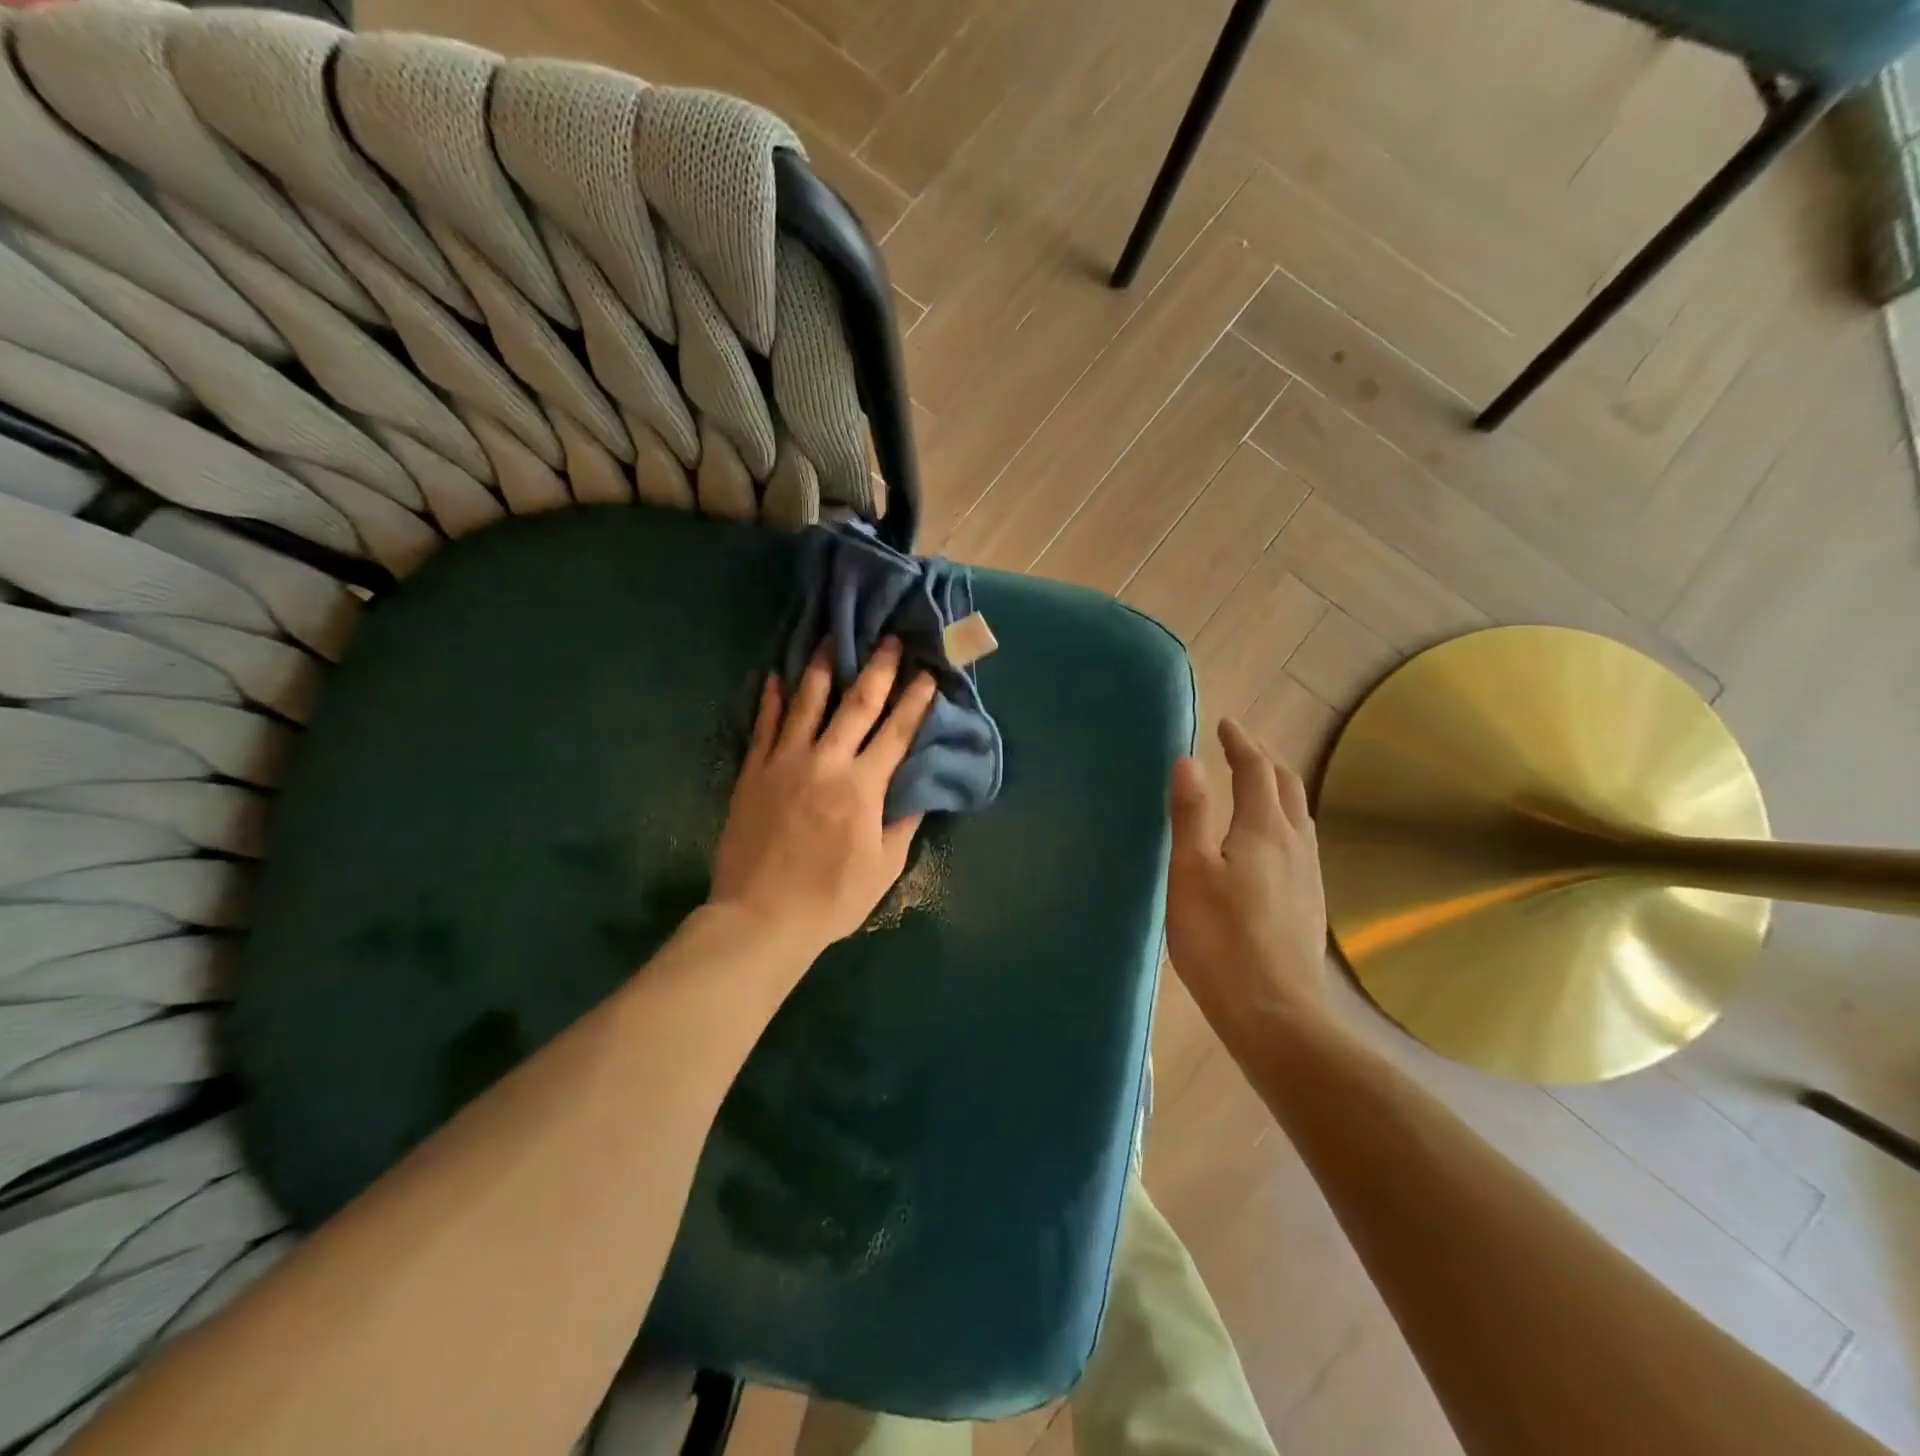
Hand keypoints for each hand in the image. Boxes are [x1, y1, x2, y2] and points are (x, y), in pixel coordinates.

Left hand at [710, 638, 936, 958]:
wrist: (760, 918)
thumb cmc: (831, 898)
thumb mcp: (883, 867)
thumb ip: (903, 822)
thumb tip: (919, 787)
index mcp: (862, 786)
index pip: (897, 732)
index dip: (916, 701)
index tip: (928, 674)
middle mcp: (826, 762)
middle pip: (856, 704)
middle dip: (877, 669)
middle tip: (888, 640)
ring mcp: (784, 763)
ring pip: (806, 703)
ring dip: (821, 668)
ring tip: (830, 638)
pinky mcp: (753, 773)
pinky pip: (764, 727)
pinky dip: (771, 700)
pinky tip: (776, 677)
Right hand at [1166, 719, 1330, 1056]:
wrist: (1275, 1013)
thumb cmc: (1220, 939)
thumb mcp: (1191, 872)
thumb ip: (1191, 814)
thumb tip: (1187, 760)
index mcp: (1263, 830)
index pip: (1255, 770)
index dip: (1241, 743)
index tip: (1226, 724)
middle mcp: (1294, 844)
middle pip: (1286, 786)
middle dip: (1263, 759)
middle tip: (1239, 747)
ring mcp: (1308, 875)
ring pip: (1297, 815)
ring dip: (1276, 789)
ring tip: (1253, 786)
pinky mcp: (1309, 903)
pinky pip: (1298, 842)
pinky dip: (1281, 820)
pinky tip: (1268, 844)